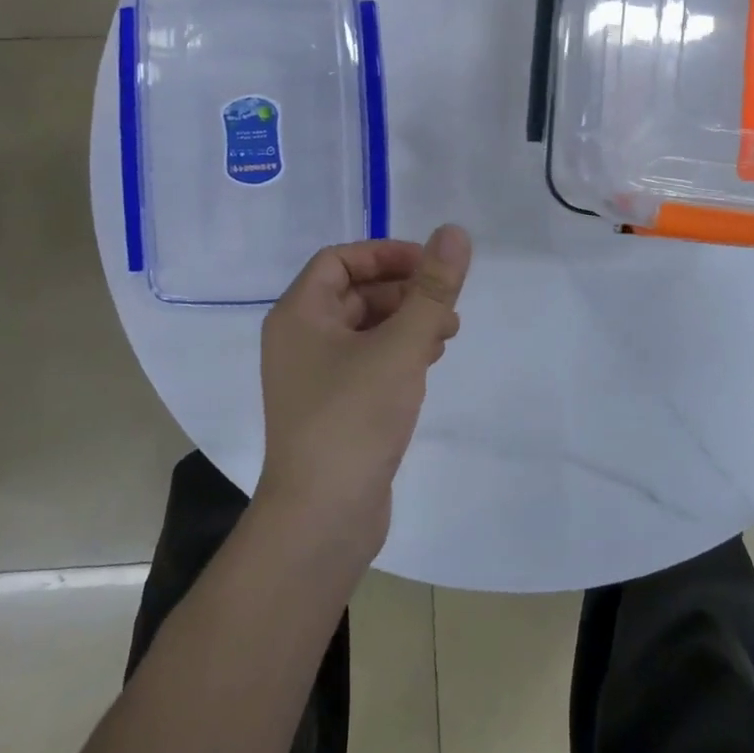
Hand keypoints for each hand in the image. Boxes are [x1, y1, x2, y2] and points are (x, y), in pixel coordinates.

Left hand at [256, 226, 472, 561]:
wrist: (321, 520)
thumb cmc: (354, 419)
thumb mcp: (401, 346)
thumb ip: (432, 289)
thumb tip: (454, 232)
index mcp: (299, 315)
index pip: (340, 259)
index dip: (386, 255)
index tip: (430, 266)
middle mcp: (299, 339)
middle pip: (354, 292)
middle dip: (404, 291)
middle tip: (447, 303)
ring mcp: (313, 377)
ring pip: (364, 328)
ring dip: (406, 321)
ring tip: (447, 334)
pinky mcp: (332, 408)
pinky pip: (366, 361)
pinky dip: (398, 352)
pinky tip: (428, 363)